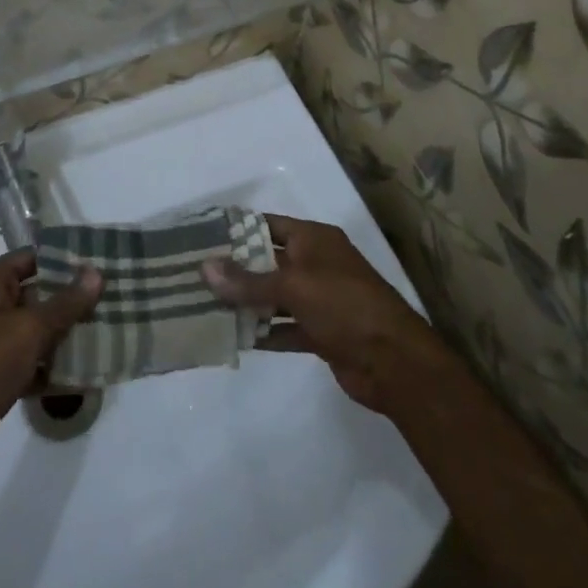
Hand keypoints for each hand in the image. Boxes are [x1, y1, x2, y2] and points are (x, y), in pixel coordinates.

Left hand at [0, 251, 101, 490]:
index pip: (32, 258)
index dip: (64, 259)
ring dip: (67, 332)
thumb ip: (66, 302)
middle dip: (72, 298)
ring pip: (38, 329)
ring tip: (109, 329)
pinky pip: (33, 361)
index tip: (101, 262)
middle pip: (37, 293)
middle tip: (113, 297)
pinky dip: (55, 364)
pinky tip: (88, 369)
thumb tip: (96, 271)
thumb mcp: (29, 328)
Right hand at [203, 214, 443, 423]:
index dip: (236, 229)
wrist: (395, 362)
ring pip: (273, 297)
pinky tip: (233, 337)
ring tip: (203, 306)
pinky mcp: (321, 333)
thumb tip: (204, 267)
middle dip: (235, 269)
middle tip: (192, 274)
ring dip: (245, 303)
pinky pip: (284, 327)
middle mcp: (315, 264)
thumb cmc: (344, 306)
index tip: (201, 237)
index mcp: (314, 239)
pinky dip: (263, 332)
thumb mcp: (293, 286)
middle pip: (267, 261)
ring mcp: (319, 300)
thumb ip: (248, 280)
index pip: (267, 224)